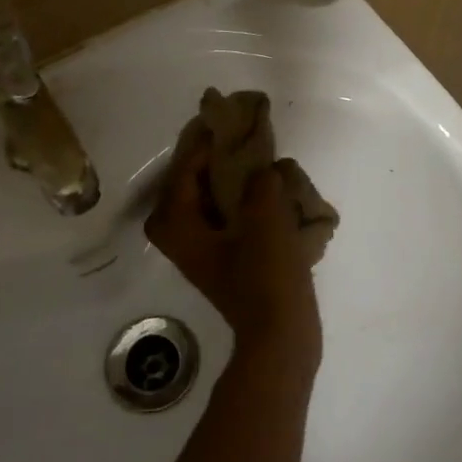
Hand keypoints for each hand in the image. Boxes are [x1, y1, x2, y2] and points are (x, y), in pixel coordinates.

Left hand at [145, 125, 320, 361]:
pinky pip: (226, 222)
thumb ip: (260, 183)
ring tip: (250, 164)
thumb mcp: (264, 218)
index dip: (200, 147)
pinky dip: (239, 205)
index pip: (182, 175)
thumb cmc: (264, 275)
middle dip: (207, 165)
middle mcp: (184, 241)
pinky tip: (266, 196)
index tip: (221, 124)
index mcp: (181, 228)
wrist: (280, 336)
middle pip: (187, 190)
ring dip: (224, 184)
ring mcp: (206, 255)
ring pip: (206, 206)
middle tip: (230, 144)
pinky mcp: (228, 264)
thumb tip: (264, 170)